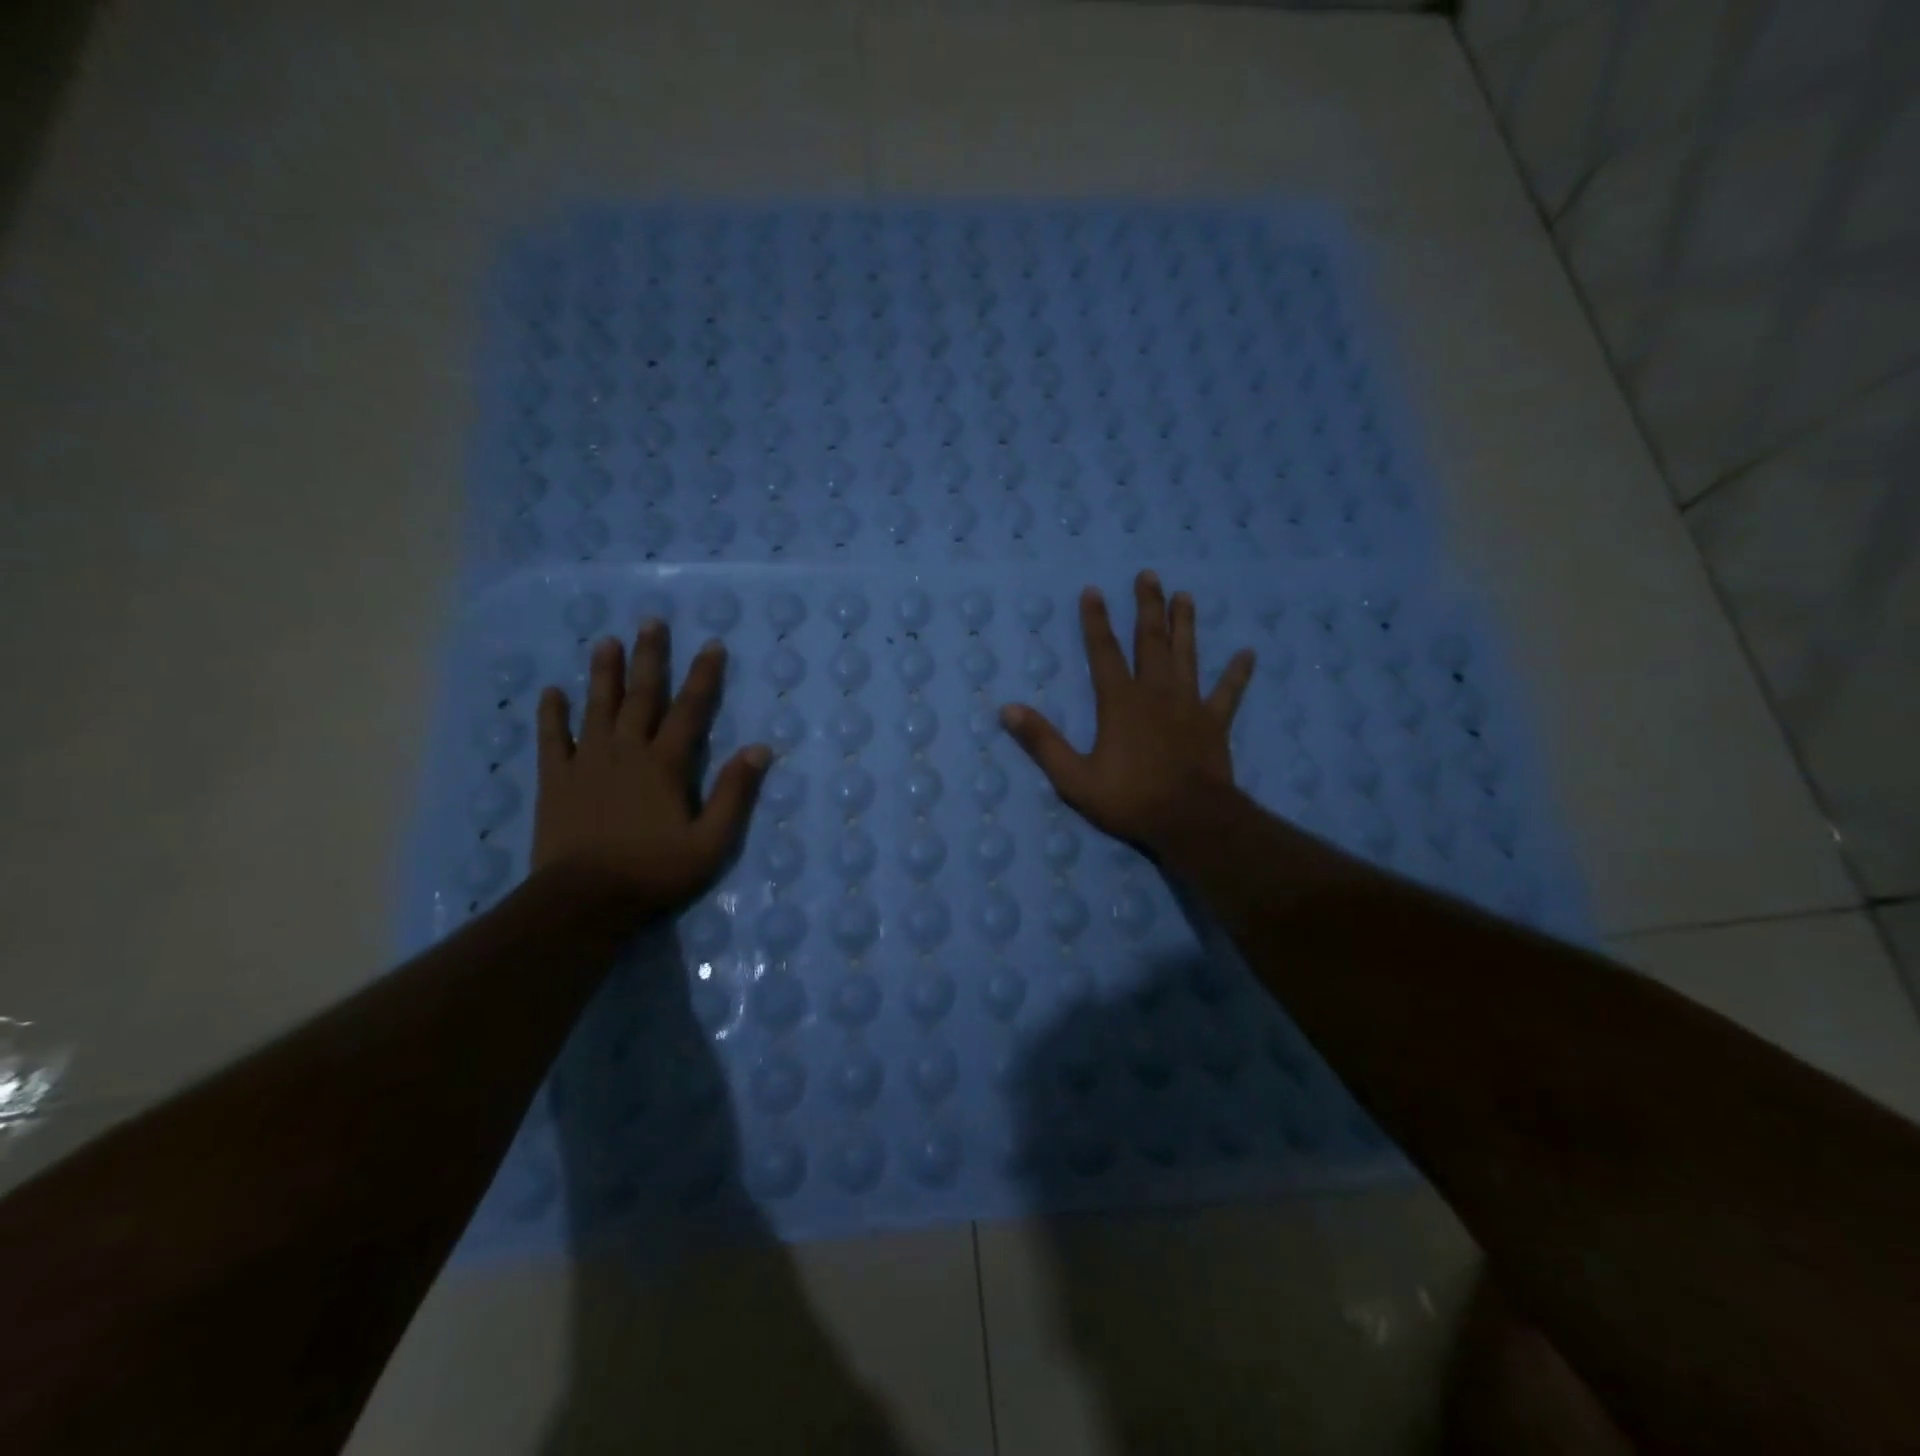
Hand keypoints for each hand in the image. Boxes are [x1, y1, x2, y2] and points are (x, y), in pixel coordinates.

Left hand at [532, 620, 769, 915]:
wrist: (584, 900)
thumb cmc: (654, 872)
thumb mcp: (710, 841)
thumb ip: (734, 793)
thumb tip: (760, 749)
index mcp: (665, 764)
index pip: (690, 710)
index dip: (704, 676)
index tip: (712, 644)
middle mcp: (626, 751)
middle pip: (641, 696)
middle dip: (650, 658)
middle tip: (651, 621)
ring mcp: (586, 762)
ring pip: (597, 707)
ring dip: (603, 673)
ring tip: (606, 641)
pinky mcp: (555, 780)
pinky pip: (552, 739)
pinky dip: (552, 714)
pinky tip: (552, 692)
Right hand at [1000, 570, 1254, 852]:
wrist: (1191, 820)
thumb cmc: (1130, 799)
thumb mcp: (1074, 777)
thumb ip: (1042, 742)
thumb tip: (1007, 709)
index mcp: (1120, 702)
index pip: (1104, 652)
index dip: (1096, 621)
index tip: (1093, 590)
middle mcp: (1156, 693)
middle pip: (1150, 641)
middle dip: (1147, 607)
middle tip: (1148, 575)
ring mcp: (1189, 705)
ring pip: (1187, 656)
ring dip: (1185, 625)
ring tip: (1185, 596)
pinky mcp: (1215, 723)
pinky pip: (1228, 693)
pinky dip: (1238, 673)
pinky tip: (1248, 653)